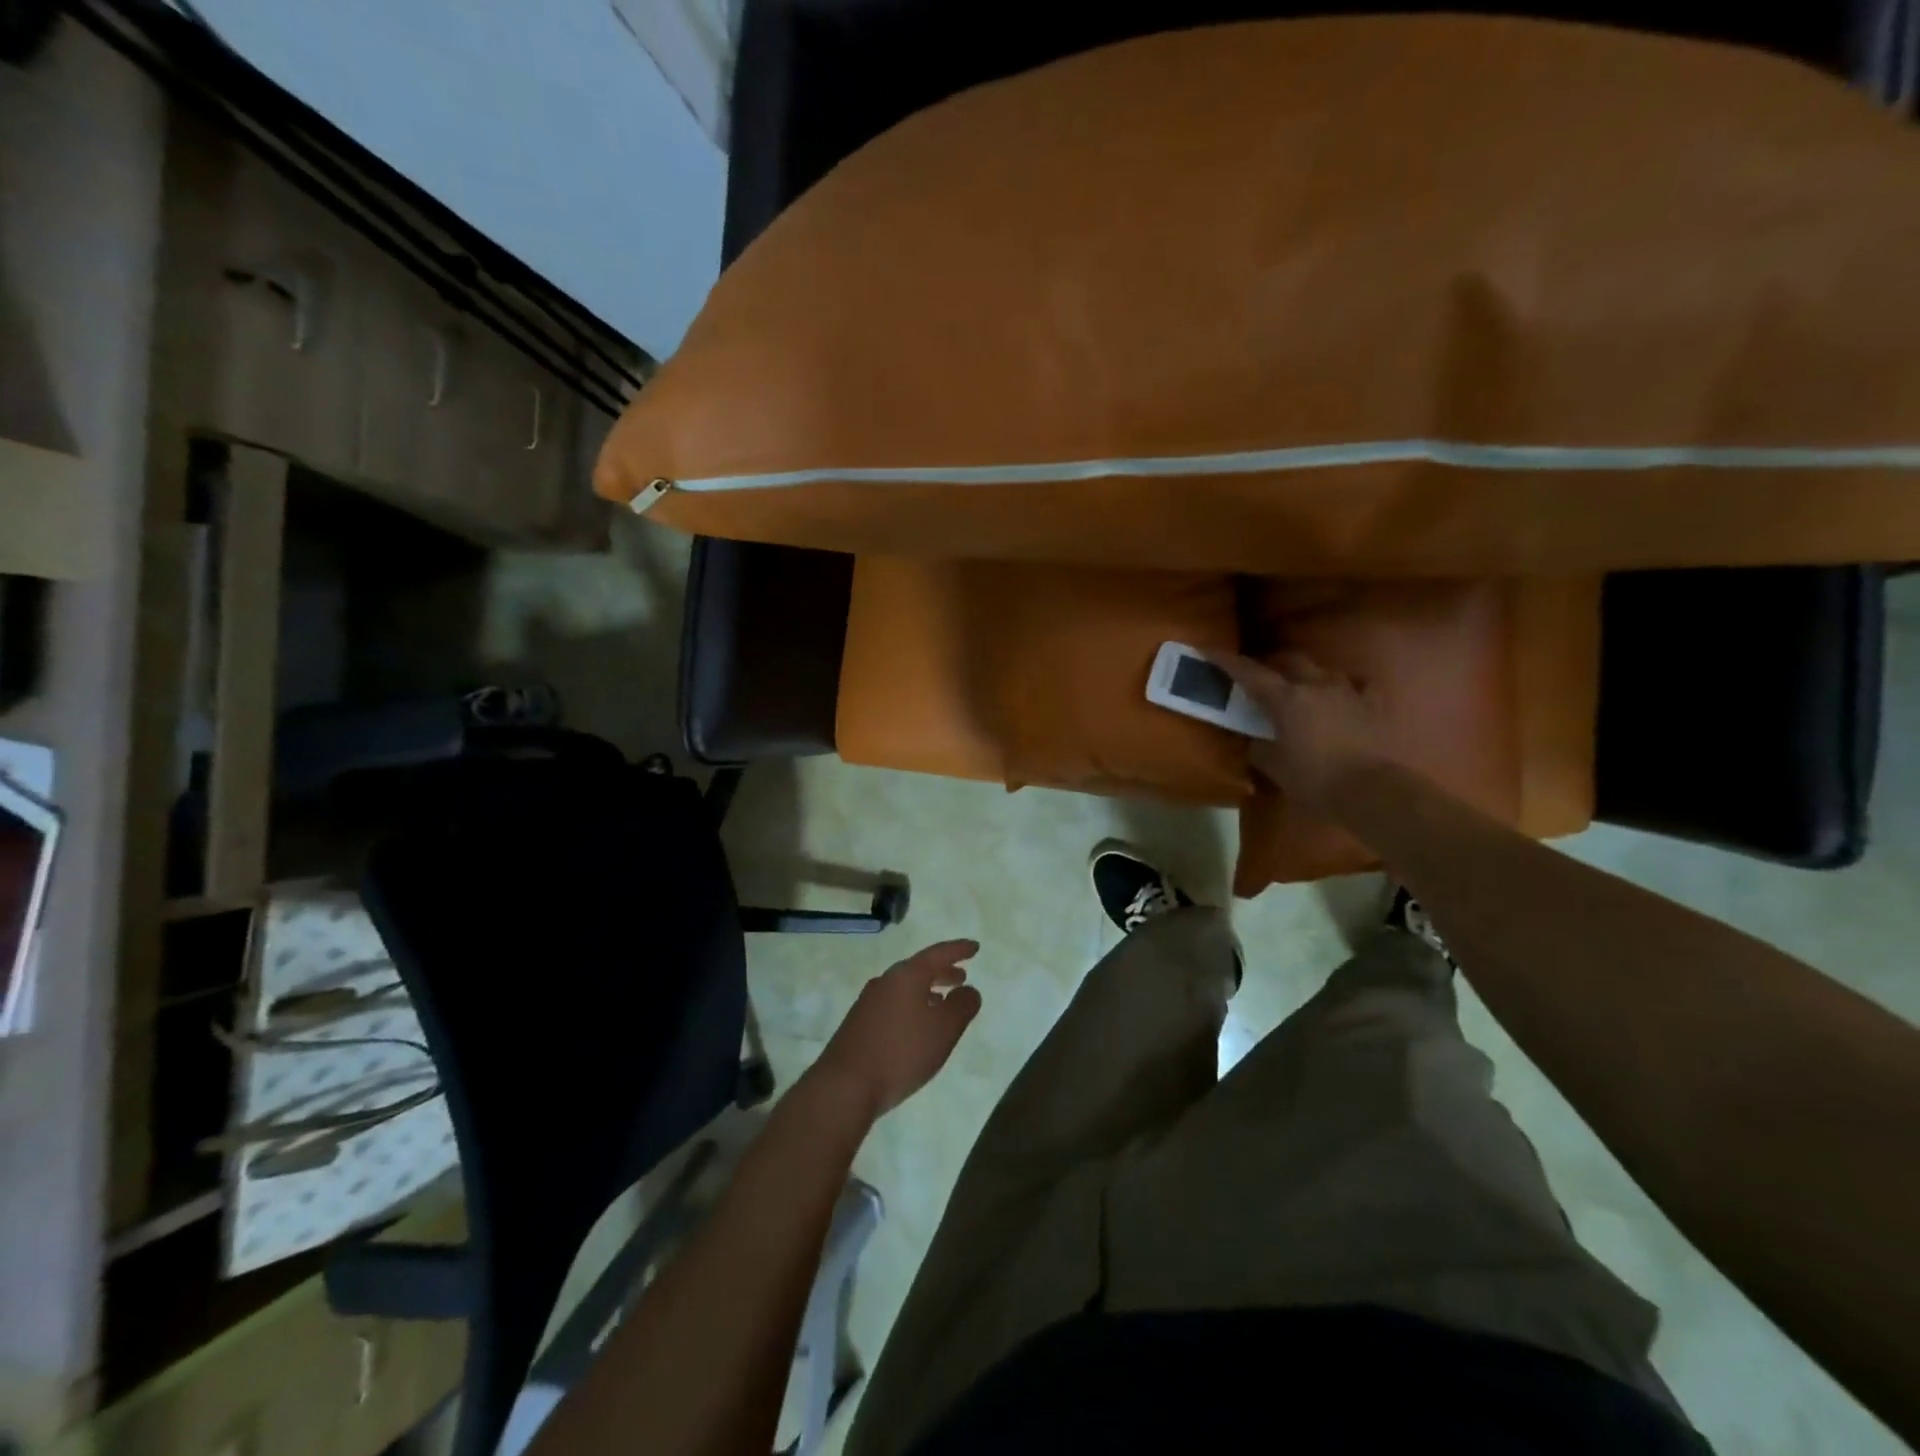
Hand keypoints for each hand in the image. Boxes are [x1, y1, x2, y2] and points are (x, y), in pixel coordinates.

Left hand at [808, 940, 982, 1118]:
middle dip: (942, 971)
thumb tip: (969, 990)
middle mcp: (885, 982)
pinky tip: (916, 1026)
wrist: (844, 1086)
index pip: (937, 954)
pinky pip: (893, 1004)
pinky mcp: (858, 1024)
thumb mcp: (943, 1030)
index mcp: (906, 976)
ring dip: (926, 991)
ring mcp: (868, 1002)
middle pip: (918, 969)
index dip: (958, 950)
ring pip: (904, 988)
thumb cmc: (901, 1053)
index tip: (974, 947)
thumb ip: (961, 1006)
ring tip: (942, 1002)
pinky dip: (911, 1006)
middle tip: (961, 977)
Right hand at [1212, 651, 1392, 807]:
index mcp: (1287, 699)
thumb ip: (1259, 746)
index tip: (1210, 651)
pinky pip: (1356, 685)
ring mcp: (1348, 692)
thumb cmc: (1314, 778)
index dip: (1227, 662)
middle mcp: (1316, 685)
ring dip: (1306, 674)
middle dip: (1271, 663)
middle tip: (1258, 674)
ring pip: (1322, 670)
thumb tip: (1254, 738)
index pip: (1250, 673)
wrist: (1371, 792)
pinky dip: (1343, 687)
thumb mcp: (1274, 766)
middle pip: (1289, 660)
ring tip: (1298, 685)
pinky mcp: (1372, 705)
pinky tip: (1340, 695)